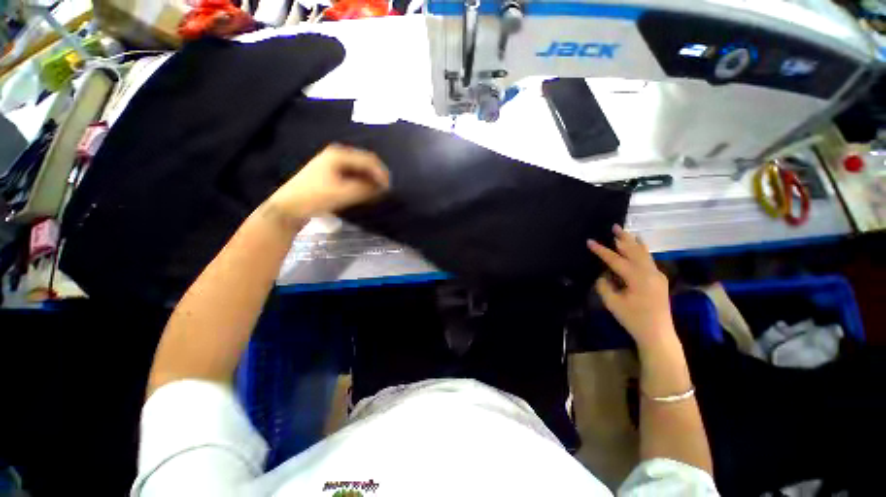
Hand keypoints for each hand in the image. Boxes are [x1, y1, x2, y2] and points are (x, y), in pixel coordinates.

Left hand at [268, 144, 390, 219]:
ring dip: (369, 179)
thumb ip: (365, 189)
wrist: (288, 207)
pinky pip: (352, 175)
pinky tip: (364, 192)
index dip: (382, 173)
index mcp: (339, 154)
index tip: (389, 189)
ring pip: (359, 169)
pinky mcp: (330, 174)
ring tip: (376, 193)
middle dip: (377, 176)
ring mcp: (332, 164)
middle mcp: (337, 155)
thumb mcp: (343, 194)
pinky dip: (361, 182)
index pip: (369, 160)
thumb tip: (383, 188)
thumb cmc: (315, 198)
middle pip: (365, 162)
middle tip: (385, 191)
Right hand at [588, 225, 674, 349]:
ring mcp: (657, 275)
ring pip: (644, 253)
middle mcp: (650, 272)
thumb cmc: (633, 319)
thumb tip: (603, 275)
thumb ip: (604, 285)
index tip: (589, 241)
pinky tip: (638, 245)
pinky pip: (648, 259)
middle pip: (634, 250)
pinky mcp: (659, 279)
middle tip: (614, 226)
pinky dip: (641, 250)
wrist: (658, 334)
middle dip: (623, 238)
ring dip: (633, 242)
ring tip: (625, 231)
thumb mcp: (612, 303)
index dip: (601, 250)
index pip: (616, 259)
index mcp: (638, 278)